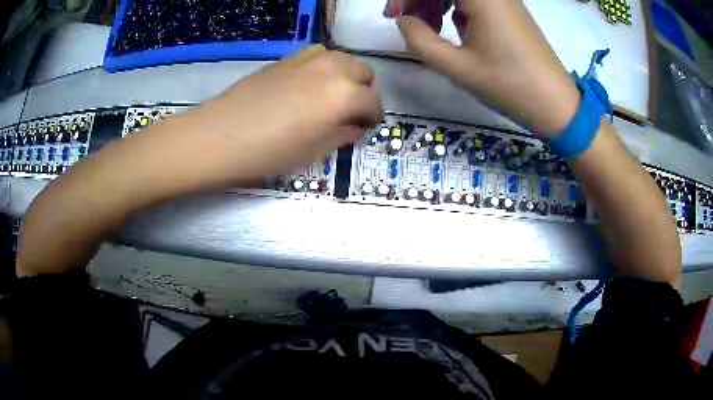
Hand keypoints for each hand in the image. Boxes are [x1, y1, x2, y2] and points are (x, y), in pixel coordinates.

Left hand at [169, 45, 382, 187]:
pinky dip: (323, 67)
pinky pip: (318, 55)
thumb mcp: (314, 152)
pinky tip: (308, 85)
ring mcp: (308, 58)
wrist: (218, 136)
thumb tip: (355, 127)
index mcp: (344, 95)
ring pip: (342, 59)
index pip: (373, 102)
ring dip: (345, 76)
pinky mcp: (287, 58)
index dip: (372, 118)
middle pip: (363, 72)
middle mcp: (332, 68)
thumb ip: (342, 135)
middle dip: (363, 92)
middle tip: (348, 112)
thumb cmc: (269, 153)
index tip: (364, 128)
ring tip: (330, 96)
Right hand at [385, 0, 580, 136]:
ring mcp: (504, 0)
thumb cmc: (510, 86)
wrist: (557, 105)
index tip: (392, 15)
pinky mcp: (509, 12)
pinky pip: (474, 1)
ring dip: (436, 4)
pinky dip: (456, 9)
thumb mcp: (459, 67)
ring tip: (428, 30)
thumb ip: (420, 40)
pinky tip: (454, 31)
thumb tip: (403, 21)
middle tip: (406, 22)